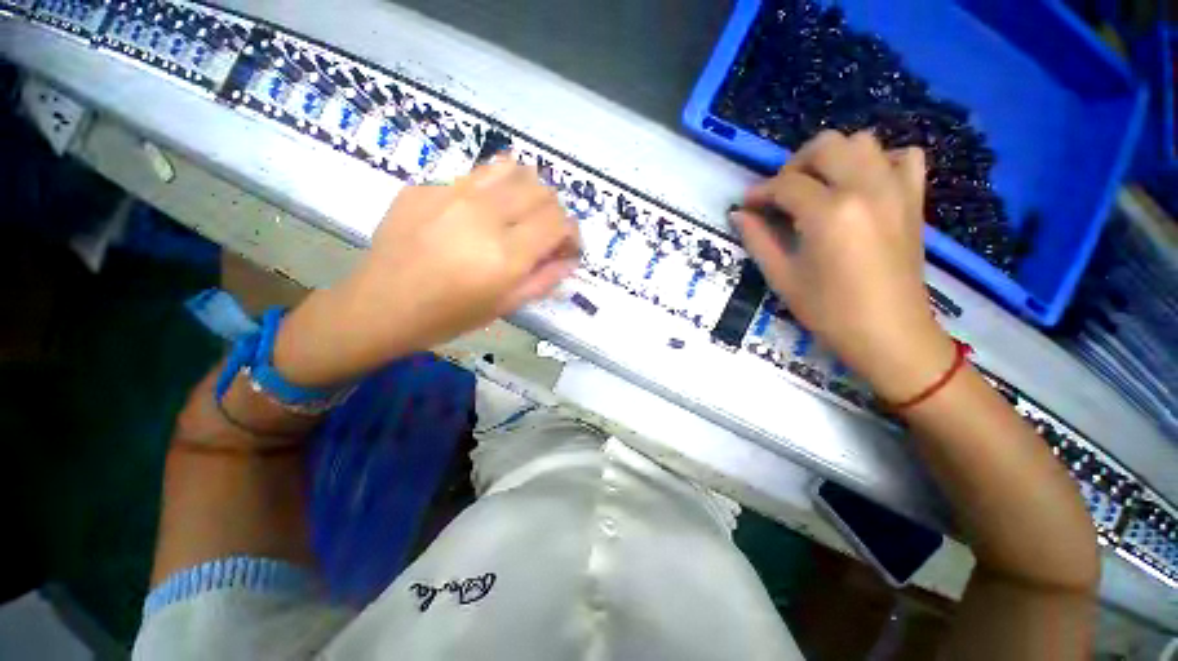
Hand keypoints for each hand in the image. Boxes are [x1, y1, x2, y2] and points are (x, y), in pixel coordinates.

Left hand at [274, 160, 580, 385]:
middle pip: (541, 190)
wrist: (380, 306)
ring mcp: (450, 193)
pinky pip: (475, 176)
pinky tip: (478, 215)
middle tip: (544, 234)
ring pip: (512, 169)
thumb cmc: (448, 317)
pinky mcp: (426, 186)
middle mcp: (482, 215)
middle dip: (553, 212)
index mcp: (505, 254)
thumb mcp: (505, 306)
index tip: (566, 247)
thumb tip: (570, 258)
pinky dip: (492, 191)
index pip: (559, 221)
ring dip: (527, 191)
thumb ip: (545, 279)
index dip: (571, 233)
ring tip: (518, 214)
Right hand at [732, 130, 954, 401]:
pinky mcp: (913, 199)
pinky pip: (902, 157)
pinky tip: (862, 187)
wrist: (890, 333)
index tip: (747, 205)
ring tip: (818, 188)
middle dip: (795, 165)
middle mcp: (865, 188)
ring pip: (862, 142)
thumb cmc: (829, 311)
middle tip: (782, 196)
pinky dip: (879, 162)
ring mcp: (896, 190)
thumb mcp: (783, 277)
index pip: (785, 184)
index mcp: (829, 213)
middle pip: (826, 146)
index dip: (760, 192)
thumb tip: (739, 213)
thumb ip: (758, 239)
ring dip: (833, 158)